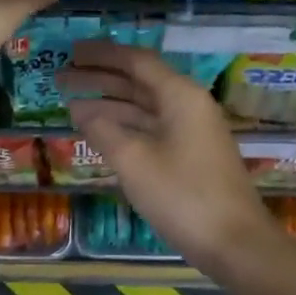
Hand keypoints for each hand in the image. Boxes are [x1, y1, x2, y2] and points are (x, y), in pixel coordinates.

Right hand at [60, 40, 277, 271]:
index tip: (71, 52)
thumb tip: (80, 109)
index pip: (136, 61)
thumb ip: (103, 129)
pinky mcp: (191, 155)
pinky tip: (100, 132)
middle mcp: (188, 105)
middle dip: (100, 78)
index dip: (102, 55)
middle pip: (139, 82)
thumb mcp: (134, 160)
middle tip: (61, 77)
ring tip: (70, 104)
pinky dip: (124, 126)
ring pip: (144, 107)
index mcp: (180, 96)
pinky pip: (151, 128)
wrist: (234, 243)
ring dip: (109, 104)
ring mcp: (192, 131)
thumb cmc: (182, 195)